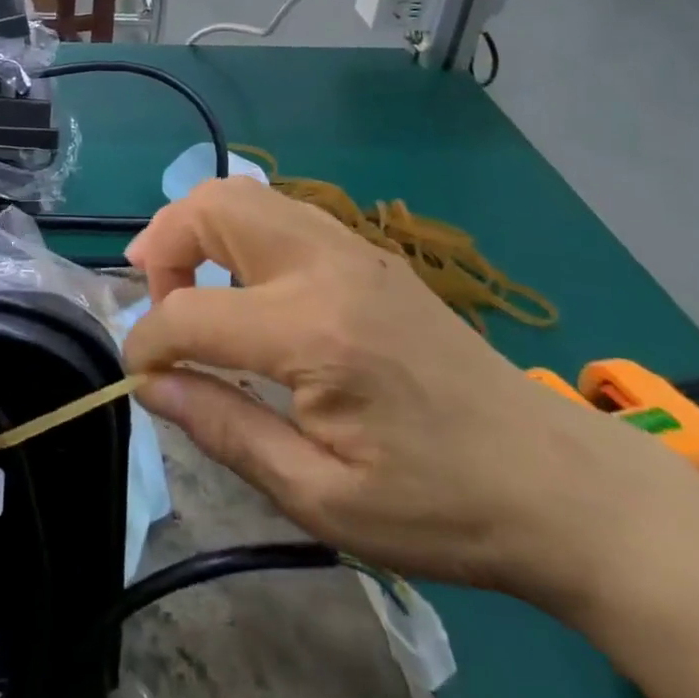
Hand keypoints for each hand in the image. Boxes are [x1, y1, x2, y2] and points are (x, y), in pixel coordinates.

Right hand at [122, 179, 695, 608]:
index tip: (140, 377)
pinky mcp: (368, 250)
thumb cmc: (439, 505)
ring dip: (197, 227)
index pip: (190, 313)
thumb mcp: (321, 497)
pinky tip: (244, 280)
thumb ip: (224, 430)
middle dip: (162, 244)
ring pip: (244, 192)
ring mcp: (352, 247)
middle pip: (212, 206)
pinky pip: (279, 208)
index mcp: (313, 333)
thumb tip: (151, 385)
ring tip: (187, 282)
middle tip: (155, 299)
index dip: (148, 343)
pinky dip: (238, 229)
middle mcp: (327, 265)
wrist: (558, 481)